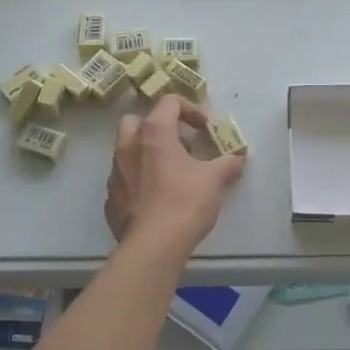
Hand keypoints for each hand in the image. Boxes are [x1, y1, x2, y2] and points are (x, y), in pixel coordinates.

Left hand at [105, 96, 245, 250]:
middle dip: (158, 126)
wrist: (152, 246)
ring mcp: (115, 173)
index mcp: (154, 133)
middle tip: (179, 144)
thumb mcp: (214, 180)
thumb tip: (239, 157)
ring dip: (147, 154)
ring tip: (171, 173)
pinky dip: (139, 181)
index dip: (190, 109)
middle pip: (137, 120)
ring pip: (127, 150)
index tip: (204, 128)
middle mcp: (128, 146)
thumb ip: (228, 163)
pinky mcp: (110, 198)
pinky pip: (124, 179)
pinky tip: (156, 199)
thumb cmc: (185, 202)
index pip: (168, 102)